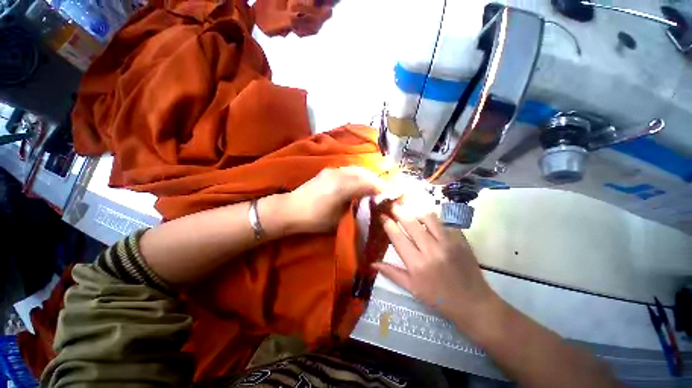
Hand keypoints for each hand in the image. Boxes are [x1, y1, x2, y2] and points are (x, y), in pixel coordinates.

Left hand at [284, 166, 384, 233]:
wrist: (291, 209)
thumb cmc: (315, 218)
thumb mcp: (338, 219)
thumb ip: (355, 208)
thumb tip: (366, 202)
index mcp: (343, 188)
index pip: (369, 184)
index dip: (381, 188)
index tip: (390, 194)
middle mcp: (340, 175)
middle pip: (364, 173)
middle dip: (376, 180)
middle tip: (383, 189)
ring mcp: (333, 171)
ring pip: (356, 169)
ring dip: (367, 176)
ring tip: (373, 185)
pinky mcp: (327, 171)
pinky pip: (348, 170)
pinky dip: (357, 174)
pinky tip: (358, 180)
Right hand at [374, 204, 499, 330]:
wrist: (473, 303)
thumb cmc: (439, 298)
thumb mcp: (412, 289)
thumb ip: (392, 273)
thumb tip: (372, 263)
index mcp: (417, 264)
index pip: (397, 237)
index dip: (388, 223)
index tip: (382, 216)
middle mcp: (432, 250)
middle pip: (411, 222)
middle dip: (399, 211)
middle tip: (393, 206)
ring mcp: (449, 243)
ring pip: (429, 217)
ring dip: (417, 213)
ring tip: (412, 214)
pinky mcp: (461, 240)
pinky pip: (445, 222)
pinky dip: (434, 220)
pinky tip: (430, 223)